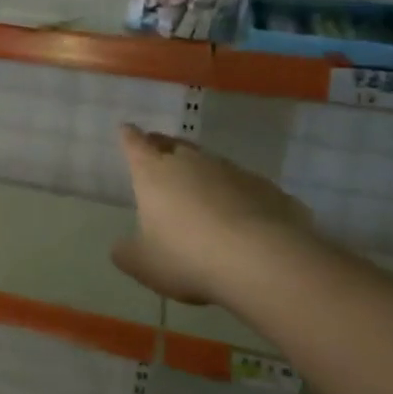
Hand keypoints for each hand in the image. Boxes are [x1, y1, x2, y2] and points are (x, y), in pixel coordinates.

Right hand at [111, 123, 314, 306]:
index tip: (126, 129)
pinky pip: (244, 187)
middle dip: (163, 147)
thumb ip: (127, 251)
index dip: (129, 137)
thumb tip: (123, 246)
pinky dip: (236, 195)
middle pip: (174, 145)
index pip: (135, 145)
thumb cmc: (188, 257)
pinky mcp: (269, 189)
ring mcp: (234, 173)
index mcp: (154, 173)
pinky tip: (239, 216)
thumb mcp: (142, 263)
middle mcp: (192, 163)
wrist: (265, 262)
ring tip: (199, 190)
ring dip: (202, 172)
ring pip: (211, 164)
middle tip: (157, 152)